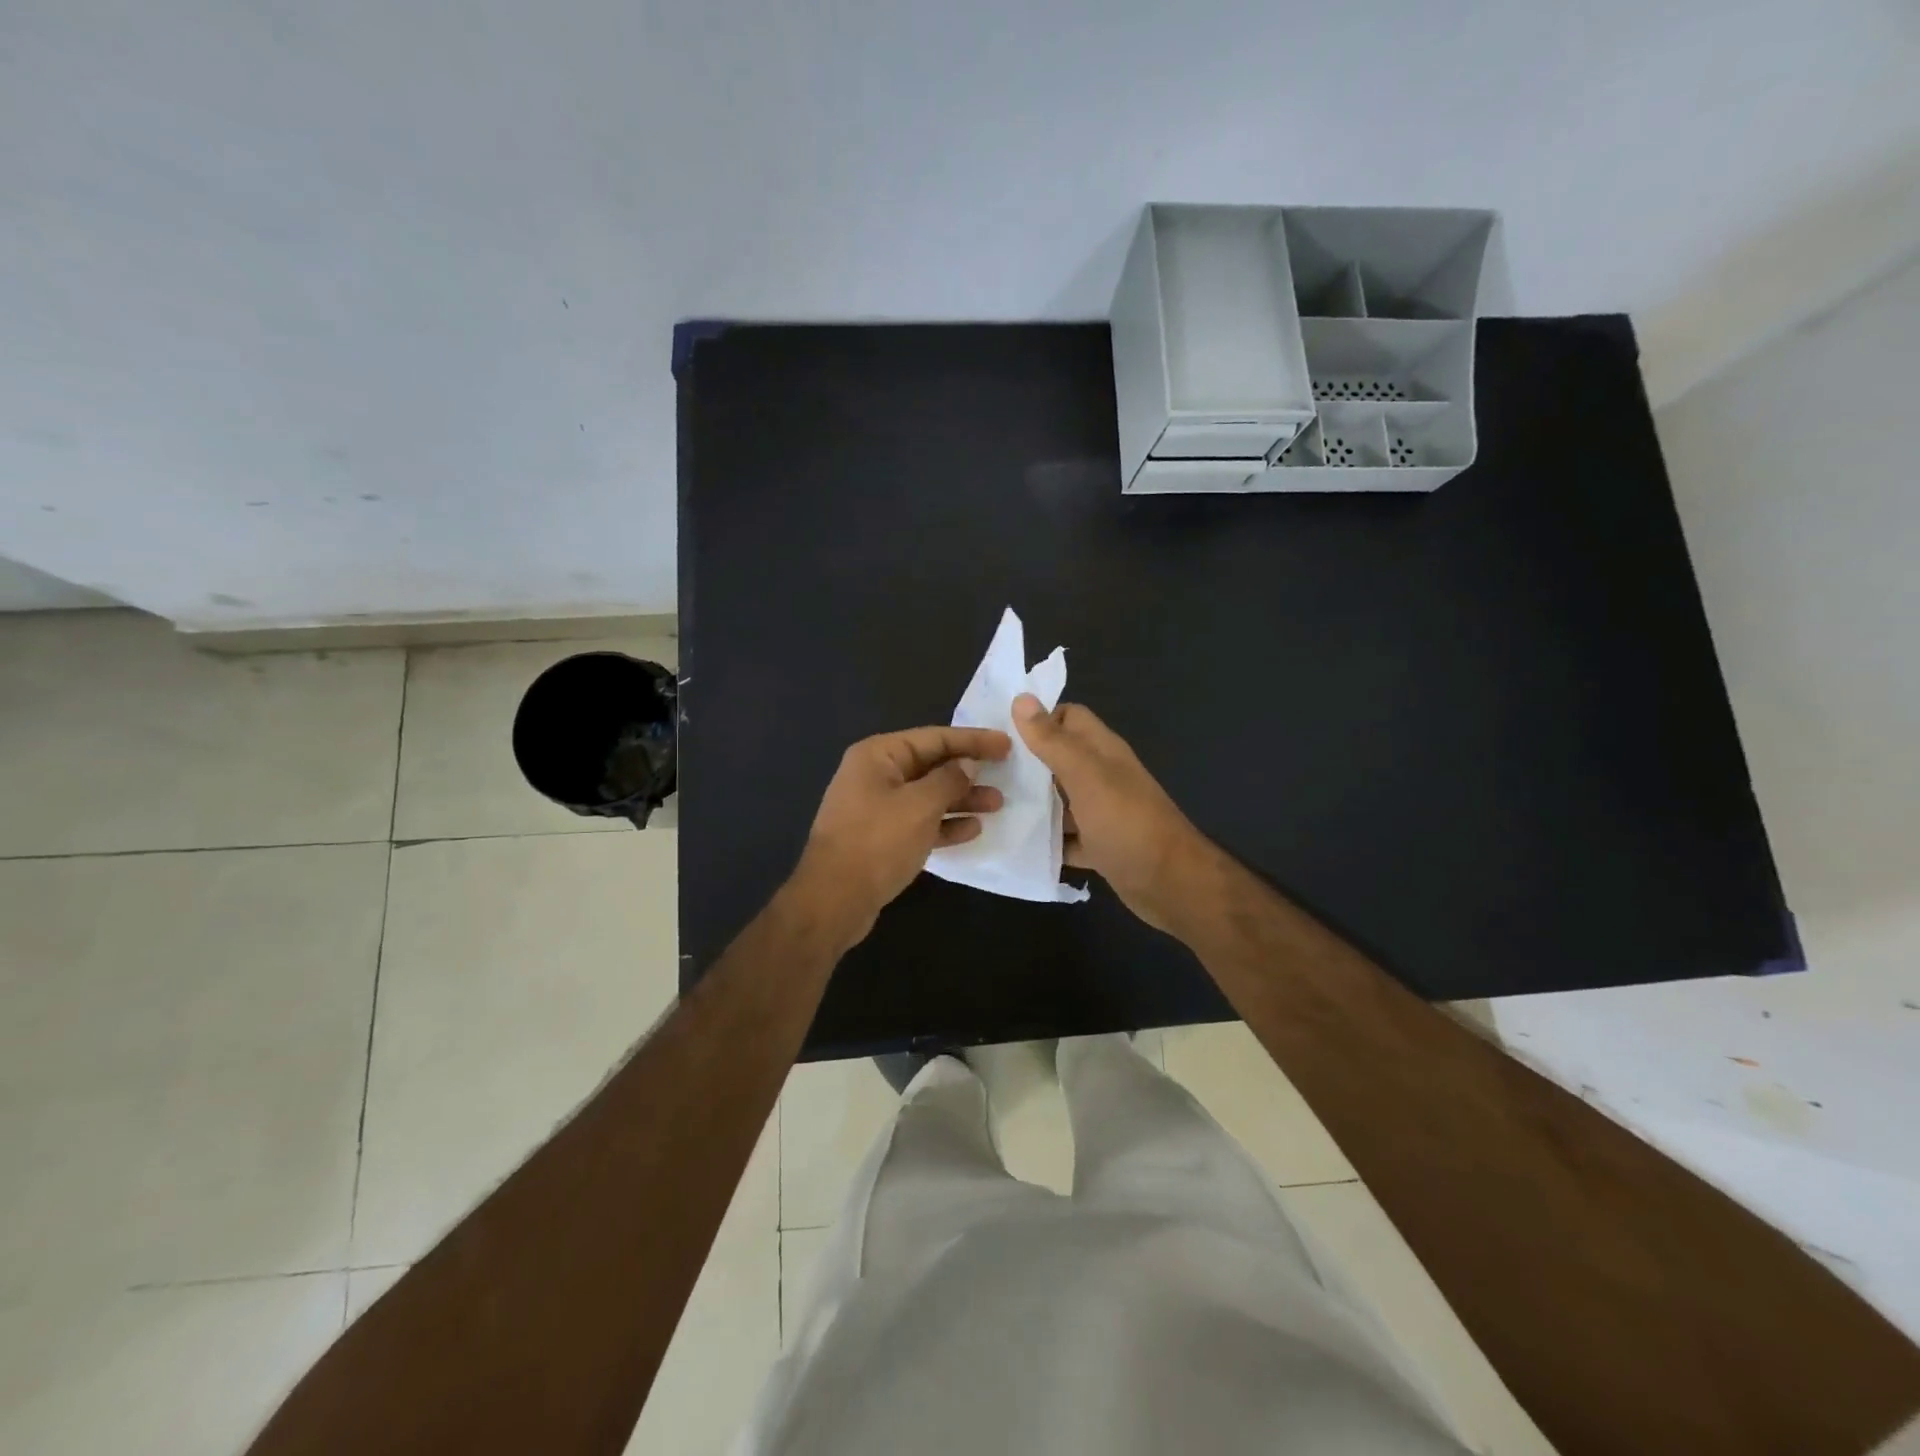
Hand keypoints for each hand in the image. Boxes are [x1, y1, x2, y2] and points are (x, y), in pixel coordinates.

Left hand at [793, 725, 1010, 943]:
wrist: (834, 899)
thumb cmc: (877, 842)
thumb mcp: (919, 805)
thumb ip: (948, 780)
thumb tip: (967, 764)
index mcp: (878, 755)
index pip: (934, 738)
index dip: (973, 740)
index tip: (1005, 744)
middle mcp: (875, 775)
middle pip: (931, 765)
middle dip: (968, 772)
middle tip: (1006, 775)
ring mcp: (876, 807)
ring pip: (928, 795)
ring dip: (962, 799)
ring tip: (997, 805)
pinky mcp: (881, 837)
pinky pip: (919, 822)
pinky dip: (945, 823)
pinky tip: (973, 830)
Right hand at [1012, 695, 1212, 931]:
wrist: (1171, 884)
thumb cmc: (1127, 823)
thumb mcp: (1086, 776)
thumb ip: (1053, 741)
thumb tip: (1022, 698)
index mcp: (1102, 751)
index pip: (1068, 717)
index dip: (1037, 720)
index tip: (999, 733)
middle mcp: (1103, 776)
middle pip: (1059, 759)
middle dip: (1026, 763)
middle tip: (984, 772)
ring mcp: (1102, 812)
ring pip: (1060, 799)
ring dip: (1033, 803)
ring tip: (989, 806)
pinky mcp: (1100, 845)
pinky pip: (1066, 837)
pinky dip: (1046, 840)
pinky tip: (1016, 844)